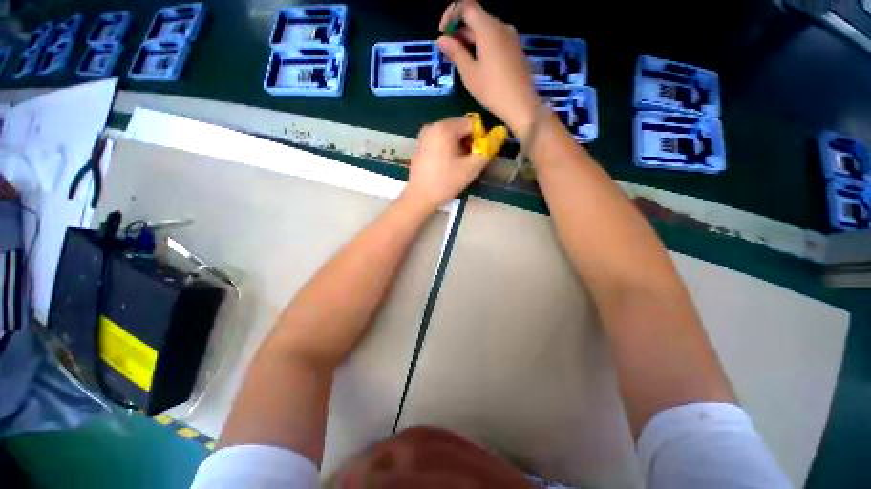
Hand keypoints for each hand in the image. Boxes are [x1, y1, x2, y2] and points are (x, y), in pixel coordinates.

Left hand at [402, 116, 489, 211]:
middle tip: (469, 161)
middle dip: (468, 142)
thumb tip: (499, 134)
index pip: (472, 123)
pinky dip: (447, 148)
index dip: (480, 138)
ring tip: (458, 164)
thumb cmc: (445, 182)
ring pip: (449, 134)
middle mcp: (432, 126)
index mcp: (444, 128)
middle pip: (459, 127)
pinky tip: (446, 165)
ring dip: (458, 146)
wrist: (419, 197)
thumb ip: (487, 149)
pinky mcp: (419, 145)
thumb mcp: (471, 168)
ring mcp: (423, 135)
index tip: (478, 155)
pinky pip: (439, 140)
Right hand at [437, 0, 539, 137]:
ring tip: (461, 60)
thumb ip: (455, 53)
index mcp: (488, 28)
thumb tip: (441, 39)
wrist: (521, 104)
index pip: (466, 6)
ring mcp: (510, 37)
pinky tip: (477, 64)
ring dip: (470, 40)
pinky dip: (482, 45)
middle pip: (476, 18)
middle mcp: (501, 26)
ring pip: (485, 30)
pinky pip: (495, 39)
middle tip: (448, 52)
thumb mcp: (469, 73)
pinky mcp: (514, 49)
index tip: (442, 33)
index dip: (451, 15)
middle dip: (459, 31)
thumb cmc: (492, 90)